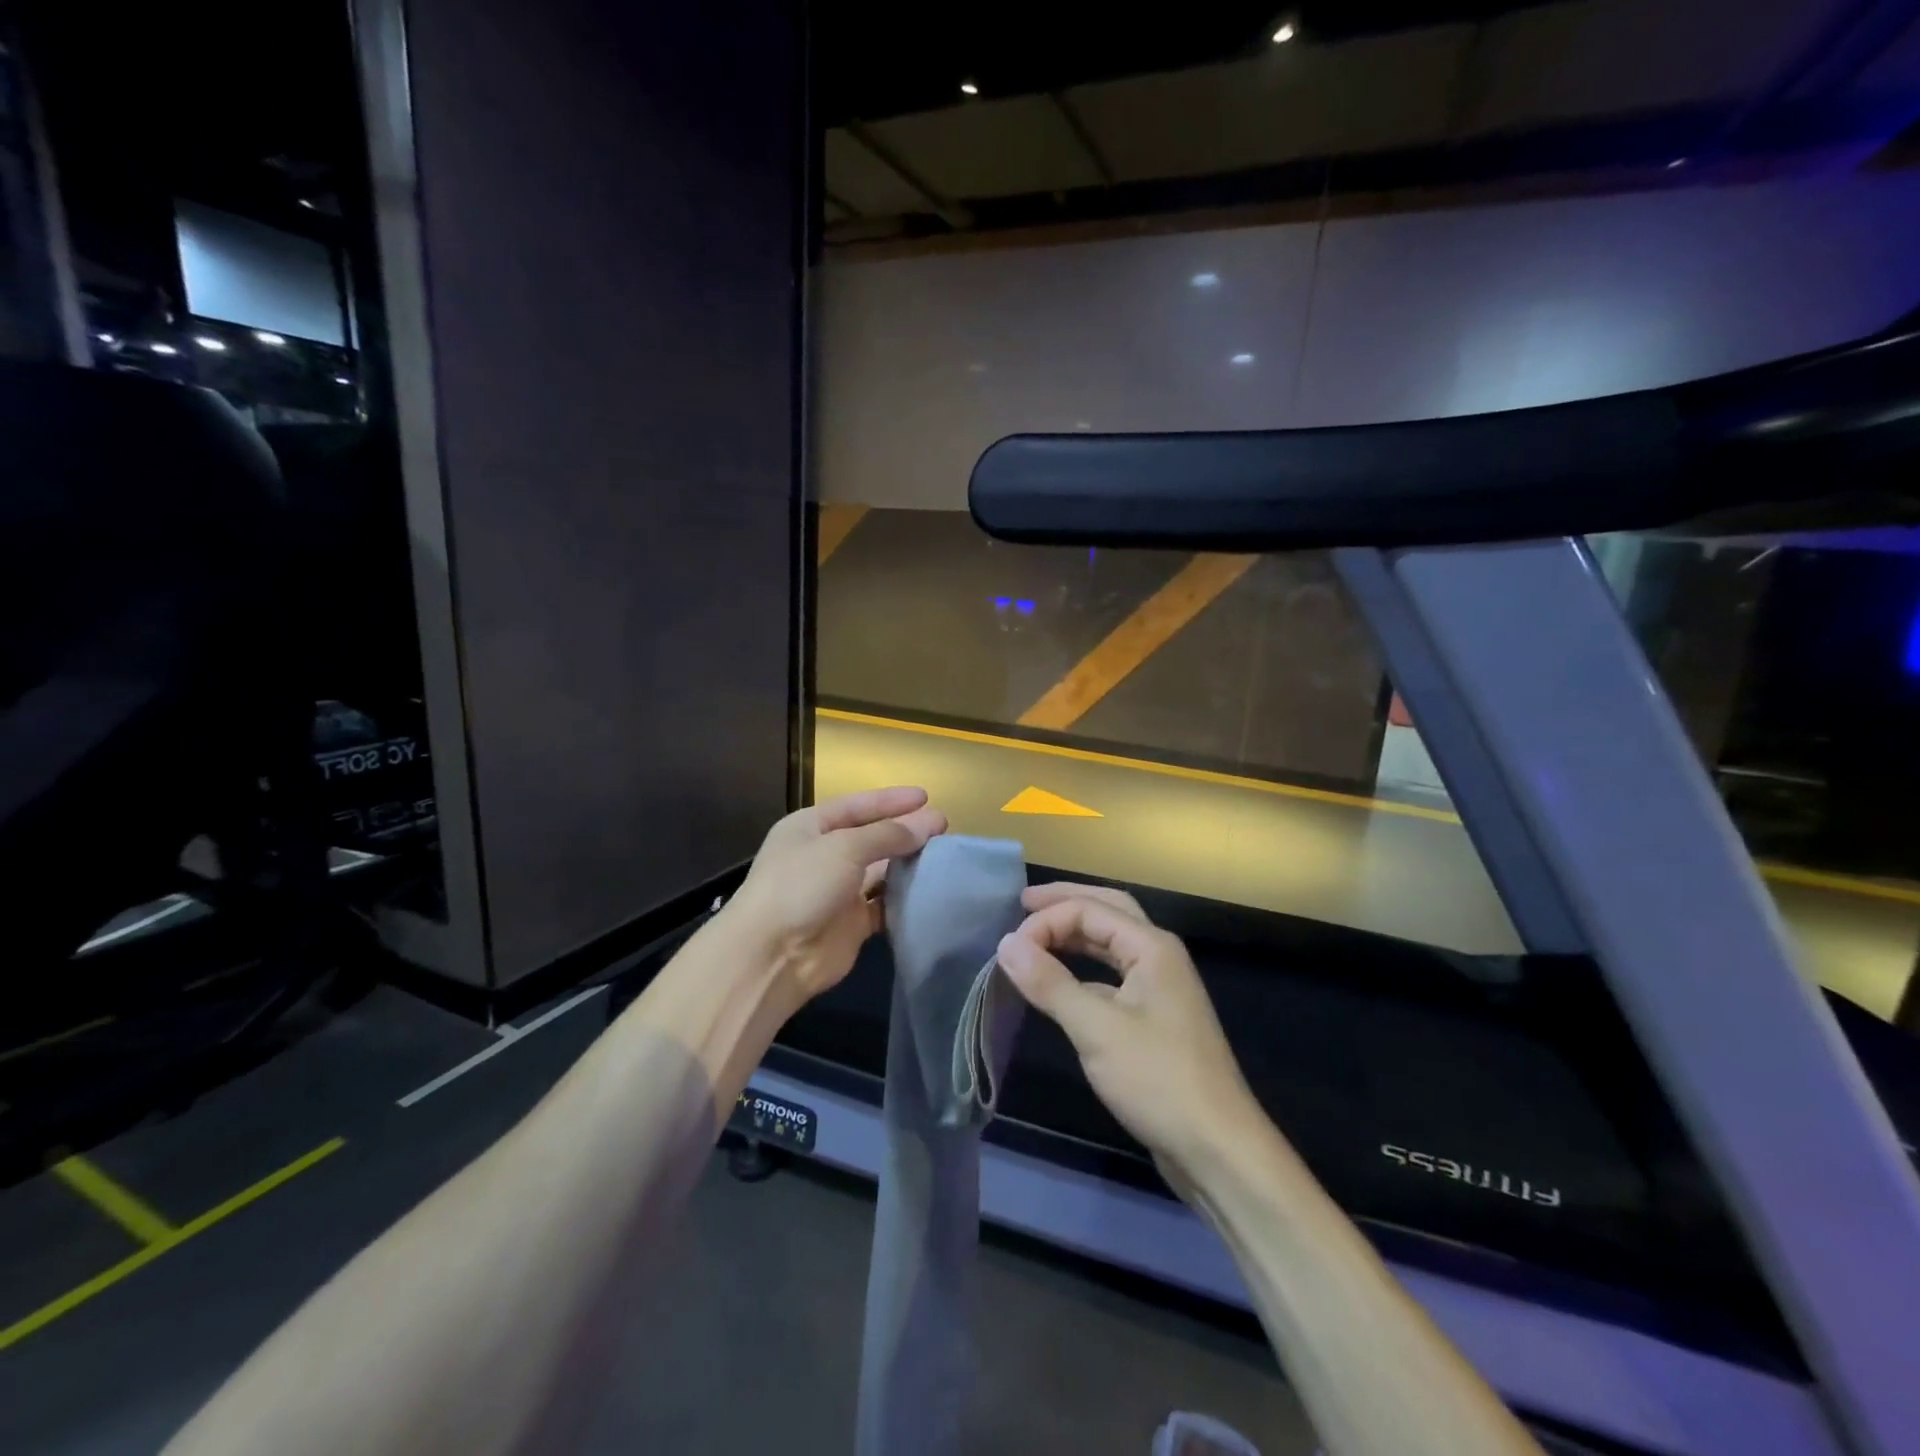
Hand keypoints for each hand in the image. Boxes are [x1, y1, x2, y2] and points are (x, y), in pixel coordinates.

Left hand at [726, 787, 946, 1007]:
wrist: (772, 956)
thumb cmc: (801, 885)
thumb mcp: (844, 847)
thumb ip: (888, 835)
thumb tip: (927, 825)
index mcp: (811, 828)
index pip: (857, 806)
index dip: (891, 800)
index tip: (926, 797)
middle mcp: (824, 856)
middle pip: (872, 837)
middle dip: (906, 831)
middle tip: (944, 827)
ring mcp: (838, 891)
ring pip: (881, 872)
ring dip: (909, 864)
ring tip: (945, 856)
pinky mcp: (852, 924)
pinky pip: (885, 905)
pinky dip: (905, 898)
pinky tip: (932, 891)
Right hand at [995, 884, 1263, 1177]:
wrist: (1217, 1148)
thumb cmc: (1157, 1079)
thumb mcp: (1096, 1028)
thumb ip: (1050, 982)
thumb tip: (1006, 943)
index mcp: (1151, 946)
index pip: (1090, 910)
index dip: (1046, 921)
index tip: (1009, 949)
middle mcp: (1159, 956)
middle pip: (1108, 910)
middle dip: (1066, 902)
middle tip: (1024, 903)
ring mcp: (1160, 987)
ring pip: (1112, 943)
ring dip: (1076, 933)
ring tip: (1038, 933)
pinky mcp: (1155, 1017)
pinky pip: (1113, 974)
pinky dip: (1084, 967)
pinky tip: (1063, 981)